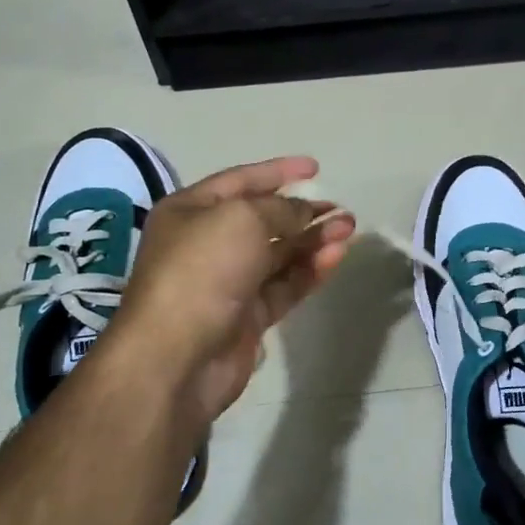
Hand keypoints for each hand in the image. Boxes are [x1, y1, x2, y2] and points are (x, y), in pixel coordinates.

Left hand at [107, 156, 354, 425]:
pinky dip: (309, 271)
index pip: (240, 181)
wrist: (176, 358)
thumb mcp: (242, 220)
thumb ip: (281, 210)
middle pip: (262, 220)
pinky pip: (283, 286)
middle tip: (341, 209)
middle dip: (303, 212)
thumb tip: (306, 212)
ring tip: (348, 229)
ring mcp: (227, 283)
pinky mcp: (246, 317)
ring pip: (278, 255)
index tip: (315, 167)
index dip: (278, 172)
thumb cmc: (201, 272)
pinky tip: (335, 257)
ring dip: (312, 240)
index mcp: (190, 212)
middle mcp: (206, 244)